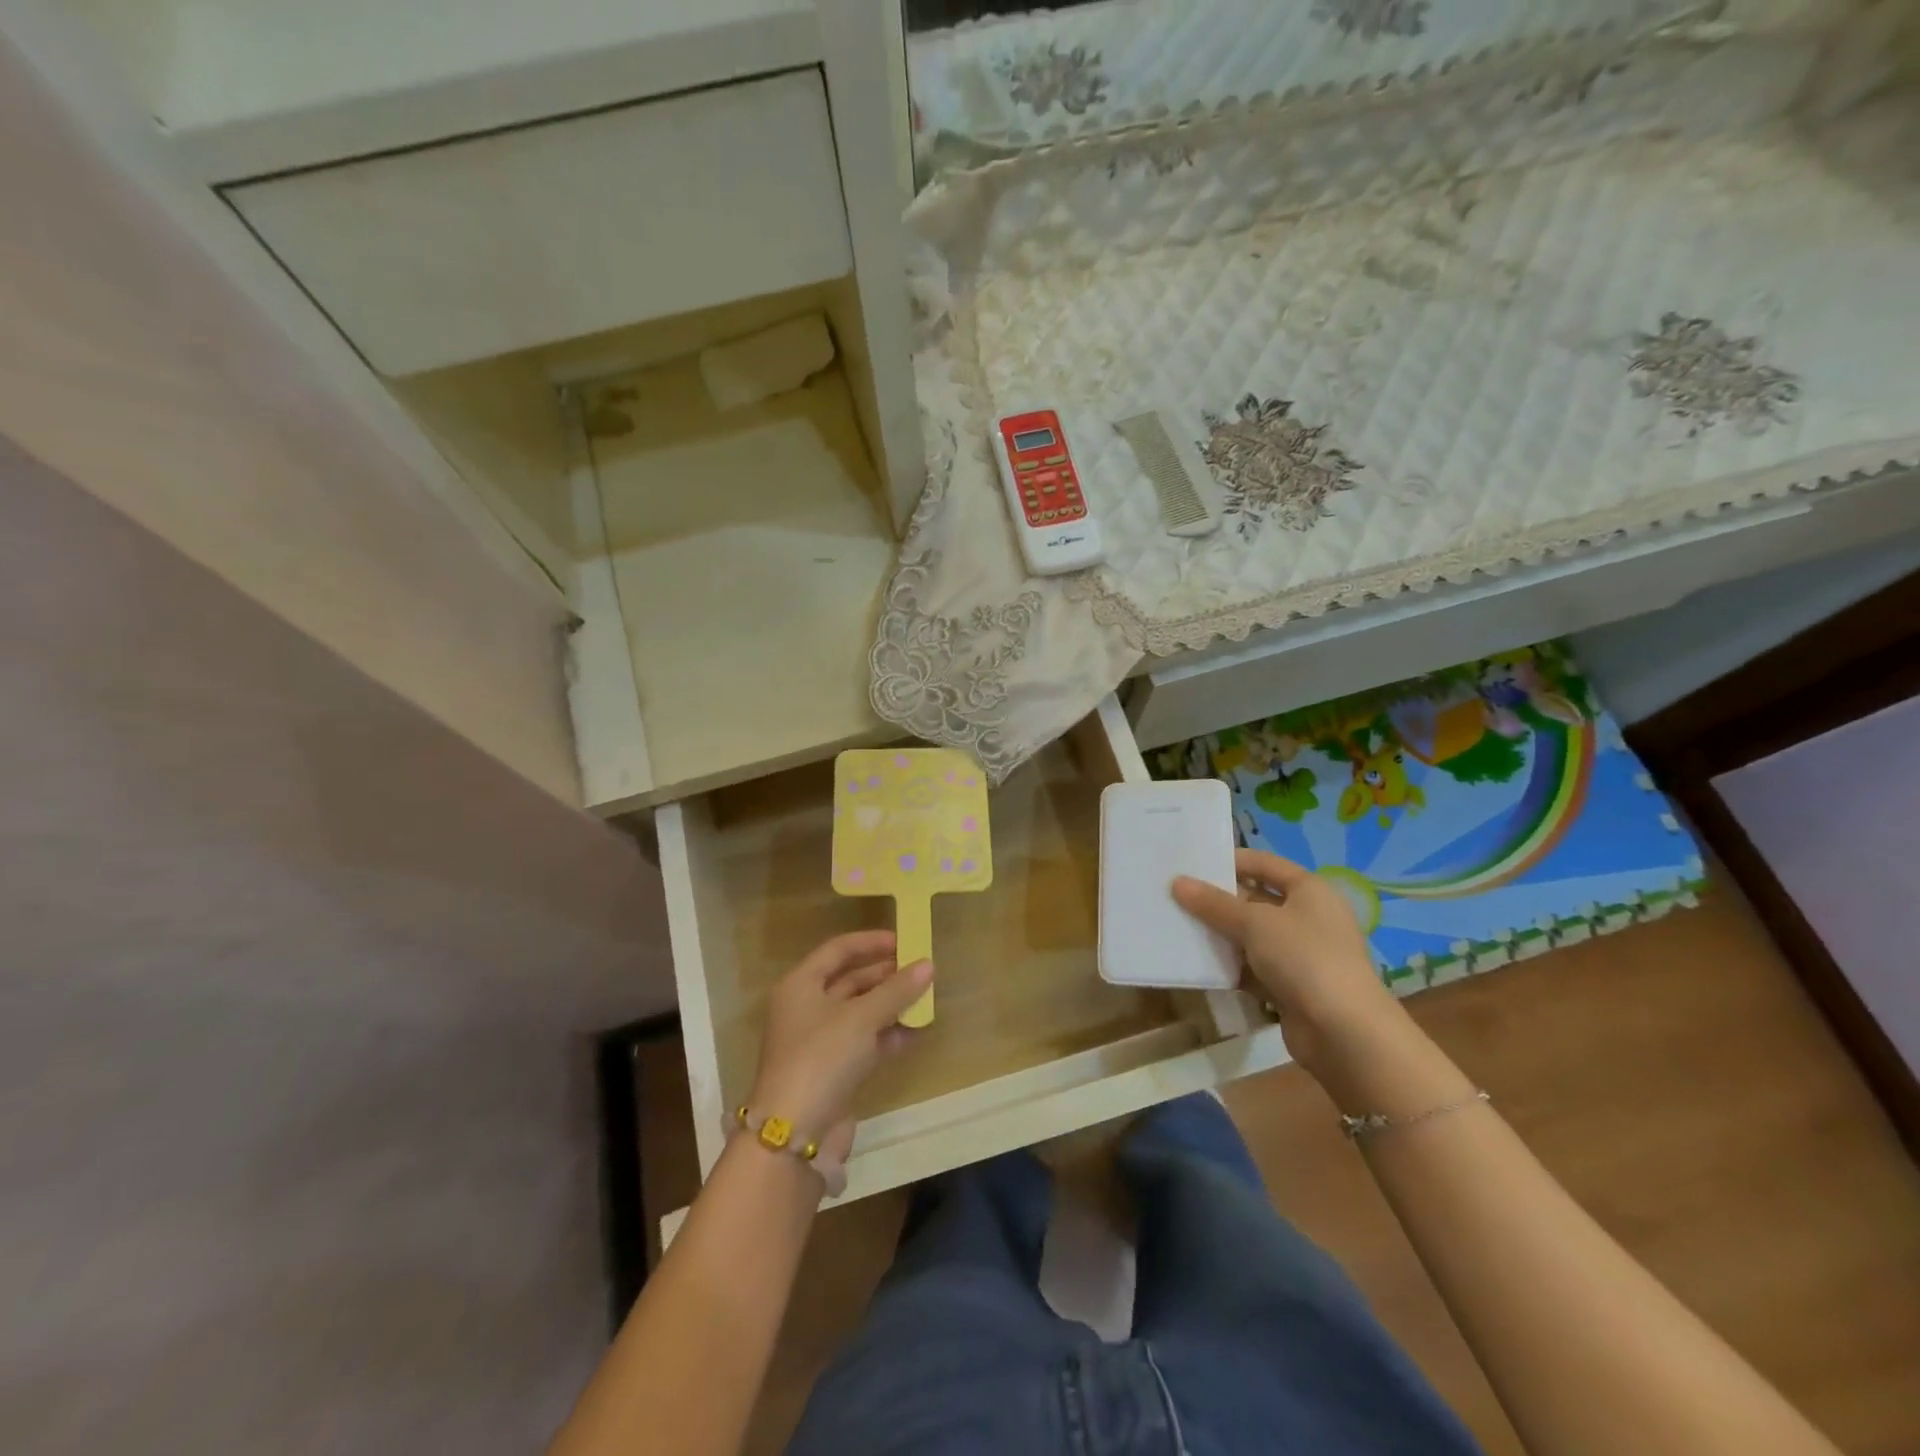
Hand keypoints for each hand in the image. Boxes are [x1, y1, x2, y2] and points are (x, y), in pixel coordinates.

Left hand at [746, 931, 932, 1164]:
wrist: (794, 1135)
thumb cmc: (822, 1058)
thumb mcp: (861, 1018)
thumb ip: (896, 990)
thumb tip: (928, 964)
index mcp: (800, 985)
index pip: (838, 950)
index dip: (871, 942)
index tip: (905, 940)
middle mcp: (806, 1008)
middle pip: (850, 981)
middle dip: (886, 975)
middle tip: (921, 970)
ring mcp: (819, 1042)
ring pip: (861, 1013)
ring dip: (891, 1005)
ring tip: (926, 998)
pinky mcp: (833, 1070)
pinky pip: (865, 1041)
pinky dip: (888, 1034)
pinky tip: (917, 1031)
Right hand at [1173, 849, 1400, 1074]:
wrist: (1344, 1033)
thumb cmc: (1304, 958)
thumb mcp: (1254, 923)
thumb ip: (1214, 904)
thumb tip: (1178, 882)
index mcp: (1310, 891)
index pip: (1266, 864)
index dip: (1233, 860)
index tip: (1194, 863)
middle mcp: (1308, 918)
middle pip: (1257, 900)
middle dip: (1220, 900)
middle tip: (1178, 895)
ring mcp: (1301, 955)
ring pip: (1252, 937)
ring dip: (1221, 934)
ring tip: (1179, 926)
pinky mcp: (1291, 987)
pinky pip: (1253, 968)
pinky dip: (1230, 966)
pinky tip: (1198, 964)